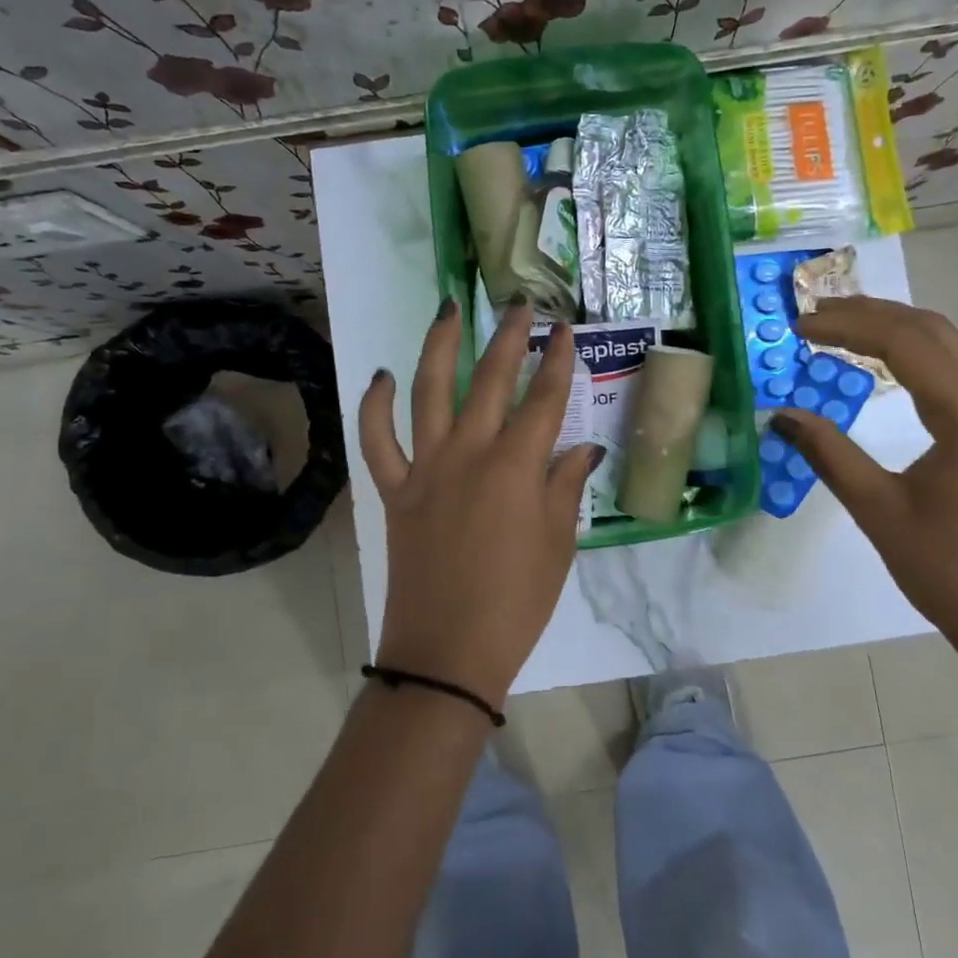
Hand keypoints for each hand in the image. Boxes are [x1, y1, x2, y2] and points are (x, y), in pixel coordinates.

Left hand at [358, 298, 598, 705]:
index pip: (544, 400)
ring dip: (439, 347)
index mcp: (517, 468)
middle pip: (490, 380)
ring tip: (448, 311)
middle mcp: (470, 454)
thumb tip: (582, 449)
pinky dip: (376, 407)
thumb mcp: (559, 545)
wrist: (448, 651)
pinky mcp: (395, 490)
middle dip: (509, 337)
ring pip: (429, 392)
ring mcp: (426, 468)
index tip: (565, 331)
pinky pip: (377, 441)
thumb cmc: (517, 602)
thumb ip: (567, 488)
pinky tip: (383, 377)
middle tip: (520, 306)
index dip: (558, 362)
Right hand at [772, 297, 957, 682]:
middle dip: (871, 314)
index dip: (846, 325)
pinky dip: (914, 360)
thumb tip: (781, 415)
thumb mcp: (881, 511)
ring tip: (840, 330)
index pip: (904, 342)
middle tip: (814, 316)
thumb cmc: (953, 573)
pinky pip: (957, 378)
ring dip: (895, 332)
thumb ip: (830, 455)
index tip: (798, 326)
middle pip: (933, 332)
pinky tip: (886, 371)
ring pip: (949, 351)